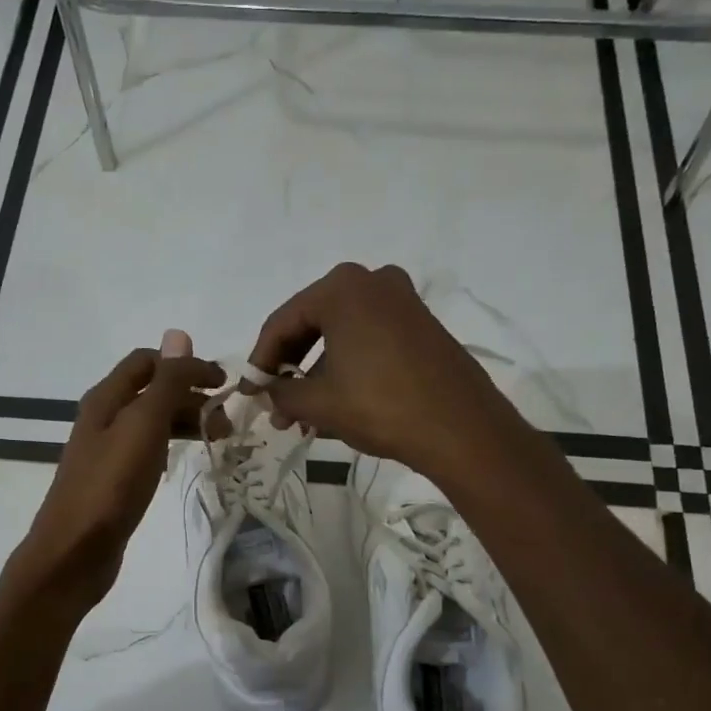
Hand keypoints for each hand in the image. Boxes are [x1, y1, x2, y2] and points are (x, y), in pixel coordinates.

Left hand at [7, 339, 223, 610]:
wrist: (74, 551)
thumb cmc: (110, 485)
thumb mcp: (143, 426)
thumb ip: (164, 382)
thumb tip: (179, 335)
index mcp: (106, 398)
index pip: (149, 362)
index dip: (187, 365)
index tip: (224, 385)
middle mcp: (104, 417)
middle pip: (152, 390)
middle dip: (191, 396)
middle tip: (227, 421)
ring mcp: (107, 450)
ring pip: (152, 421)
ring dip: (185, 420)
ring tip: (218, 439)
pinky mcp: (114, 479)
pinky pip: (148, 449)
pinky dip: (172, 445)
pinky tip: (186, 458)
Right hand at [246, 263, 524, 481]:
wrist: (461, 428)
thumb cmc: (380, 406)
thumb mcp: (319, 403)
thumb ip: (281, 392)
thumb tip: (266, 393)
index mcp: (342, 288)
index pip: (282, 323)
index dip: (260, 361)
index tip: (249, 391)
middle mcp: (372, 281)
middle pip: (312, 325)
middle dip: (290, 369)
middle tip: (275, 405)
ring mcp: (402, 301)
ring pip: (341, 336)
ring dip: (317, 374)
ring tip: (303, 417)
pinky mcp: (421, 324)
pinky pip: (368, 340)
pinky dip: (347, 368)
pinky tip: (336, 404)